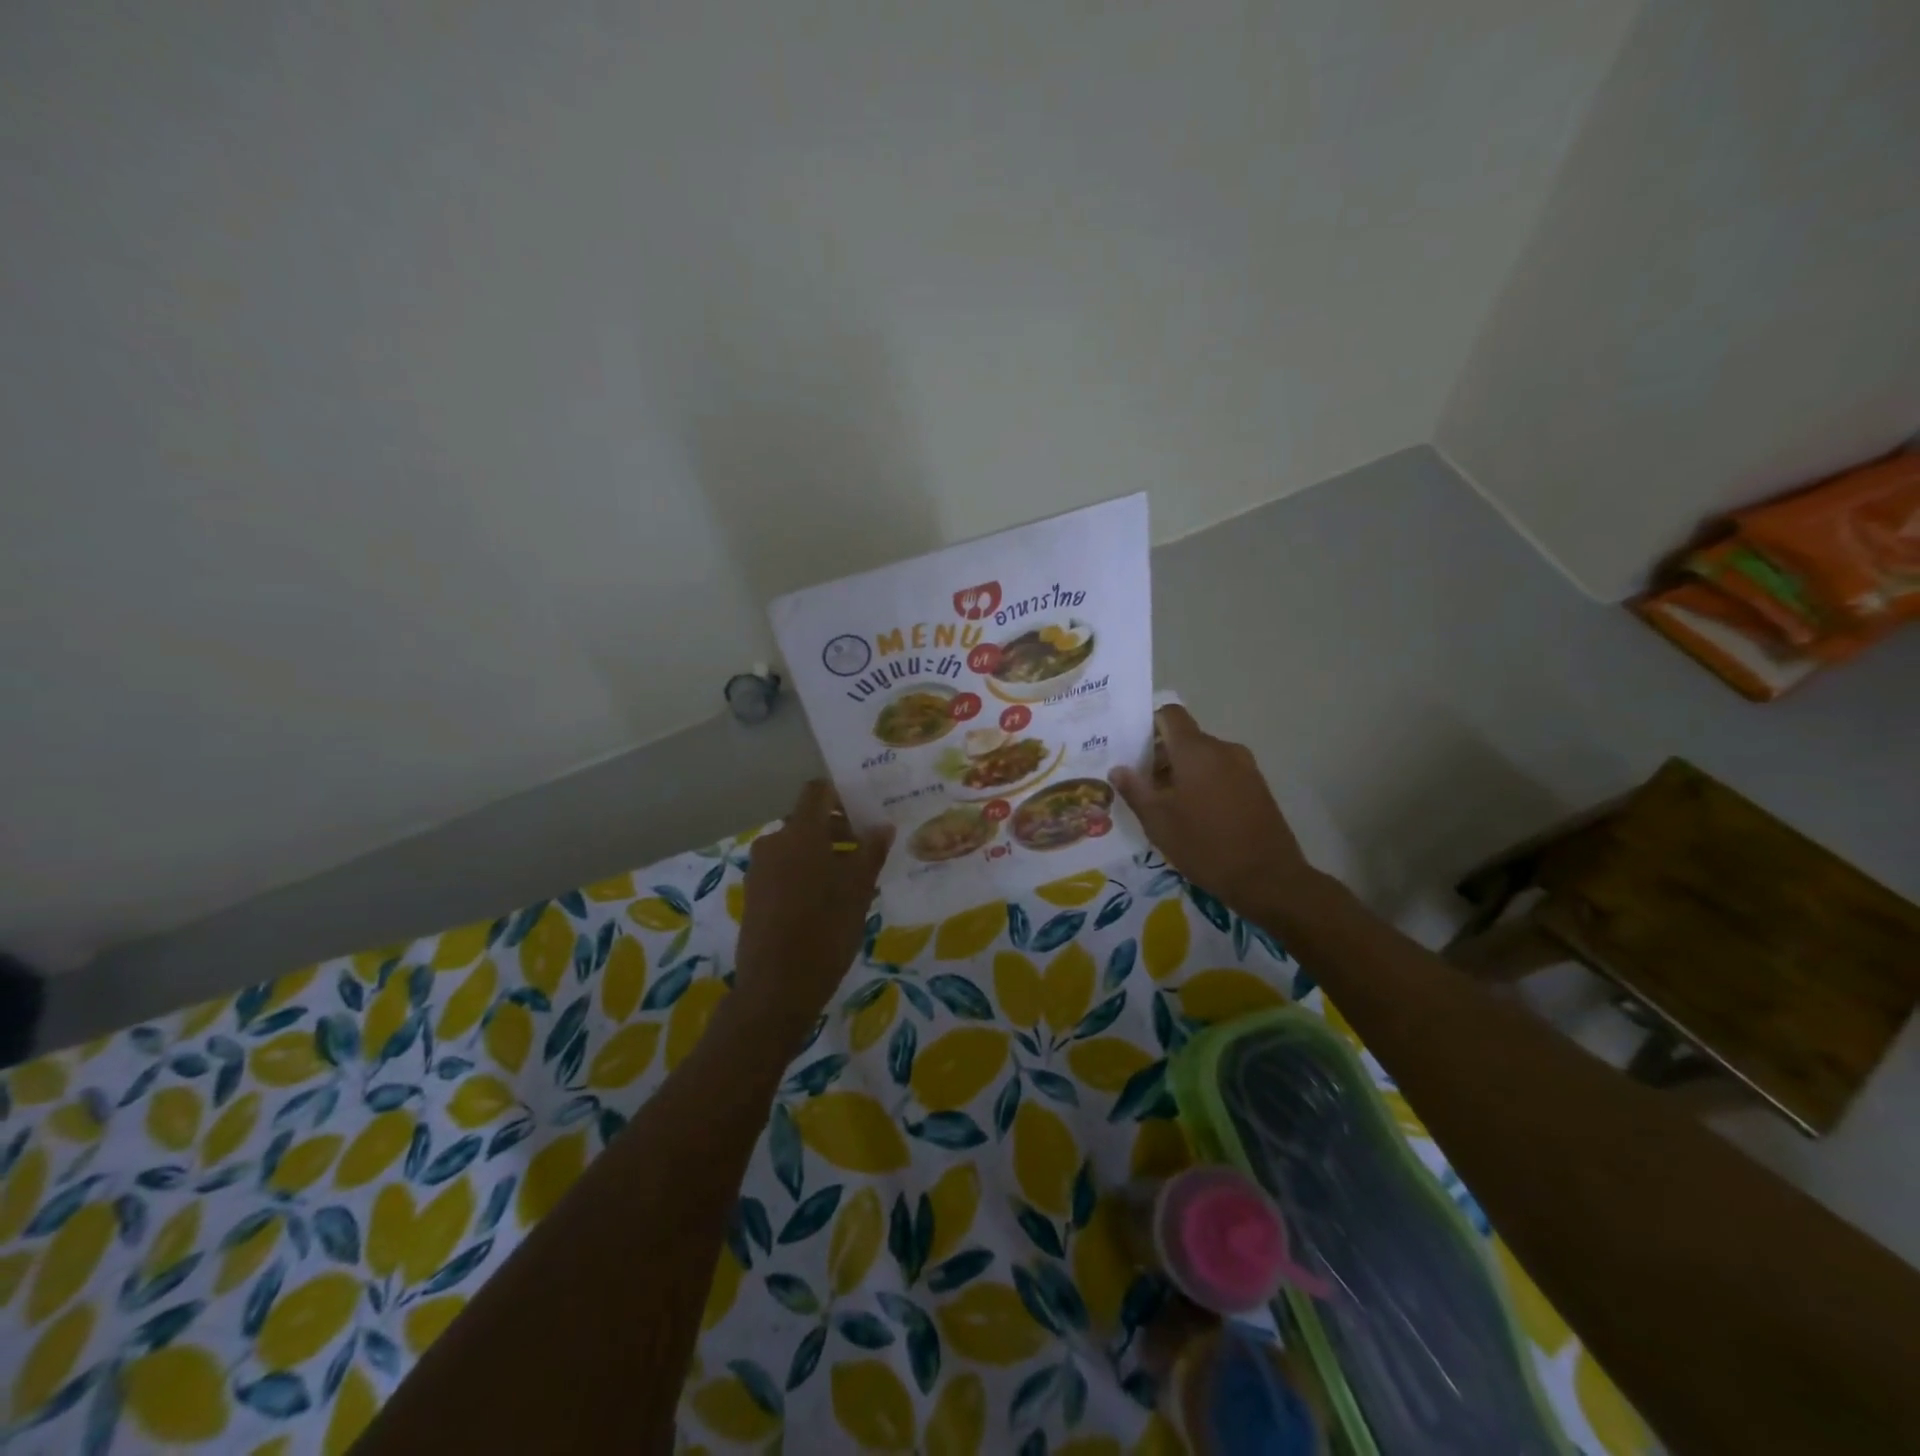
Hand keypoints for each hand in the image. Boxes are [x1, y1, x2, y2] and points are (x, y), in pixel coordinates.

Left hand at [731, 781, 892, 1047]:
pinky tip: (828, 903)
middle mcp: (775, 842)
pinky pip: (785, 869)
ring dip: (824, 854)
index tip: (865, 813)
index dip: (841, 795)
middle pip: (809, 821)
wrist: (776, 987)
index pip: (817, 791)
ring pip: (798, 847)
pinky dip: (806, 873)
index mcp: (801, 833)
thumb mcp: (858, 890)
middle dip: (839, 831)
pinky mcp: (755, 893)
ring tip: (853, 884)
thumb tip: (882, 826)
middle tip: (867, 854)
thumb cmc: (825, 930)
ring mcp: (760, 868)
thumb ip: (871, 852)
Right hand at [1110, 706, 1319, 923]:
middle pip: (1186, 738)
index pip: (1170, 714)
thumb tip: (1118, 769)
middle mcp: (1223, 749)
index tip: (1133, 750)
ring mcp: (1245, 768)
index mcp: (1196, 751)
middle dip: (1161, 757)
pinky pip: (1223, 773)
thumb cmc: (1204, 845)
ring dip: (1183, 773)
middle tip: (1143, 787)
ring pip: (1205, 758)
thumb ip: (1135, 790)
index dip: (1149, 725)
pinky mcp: (1258, 787)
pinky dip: (1205, 784)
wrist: (1268, 878)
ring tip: (1167, 806)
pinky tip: (1196, 816)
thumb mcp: (1158, 821)